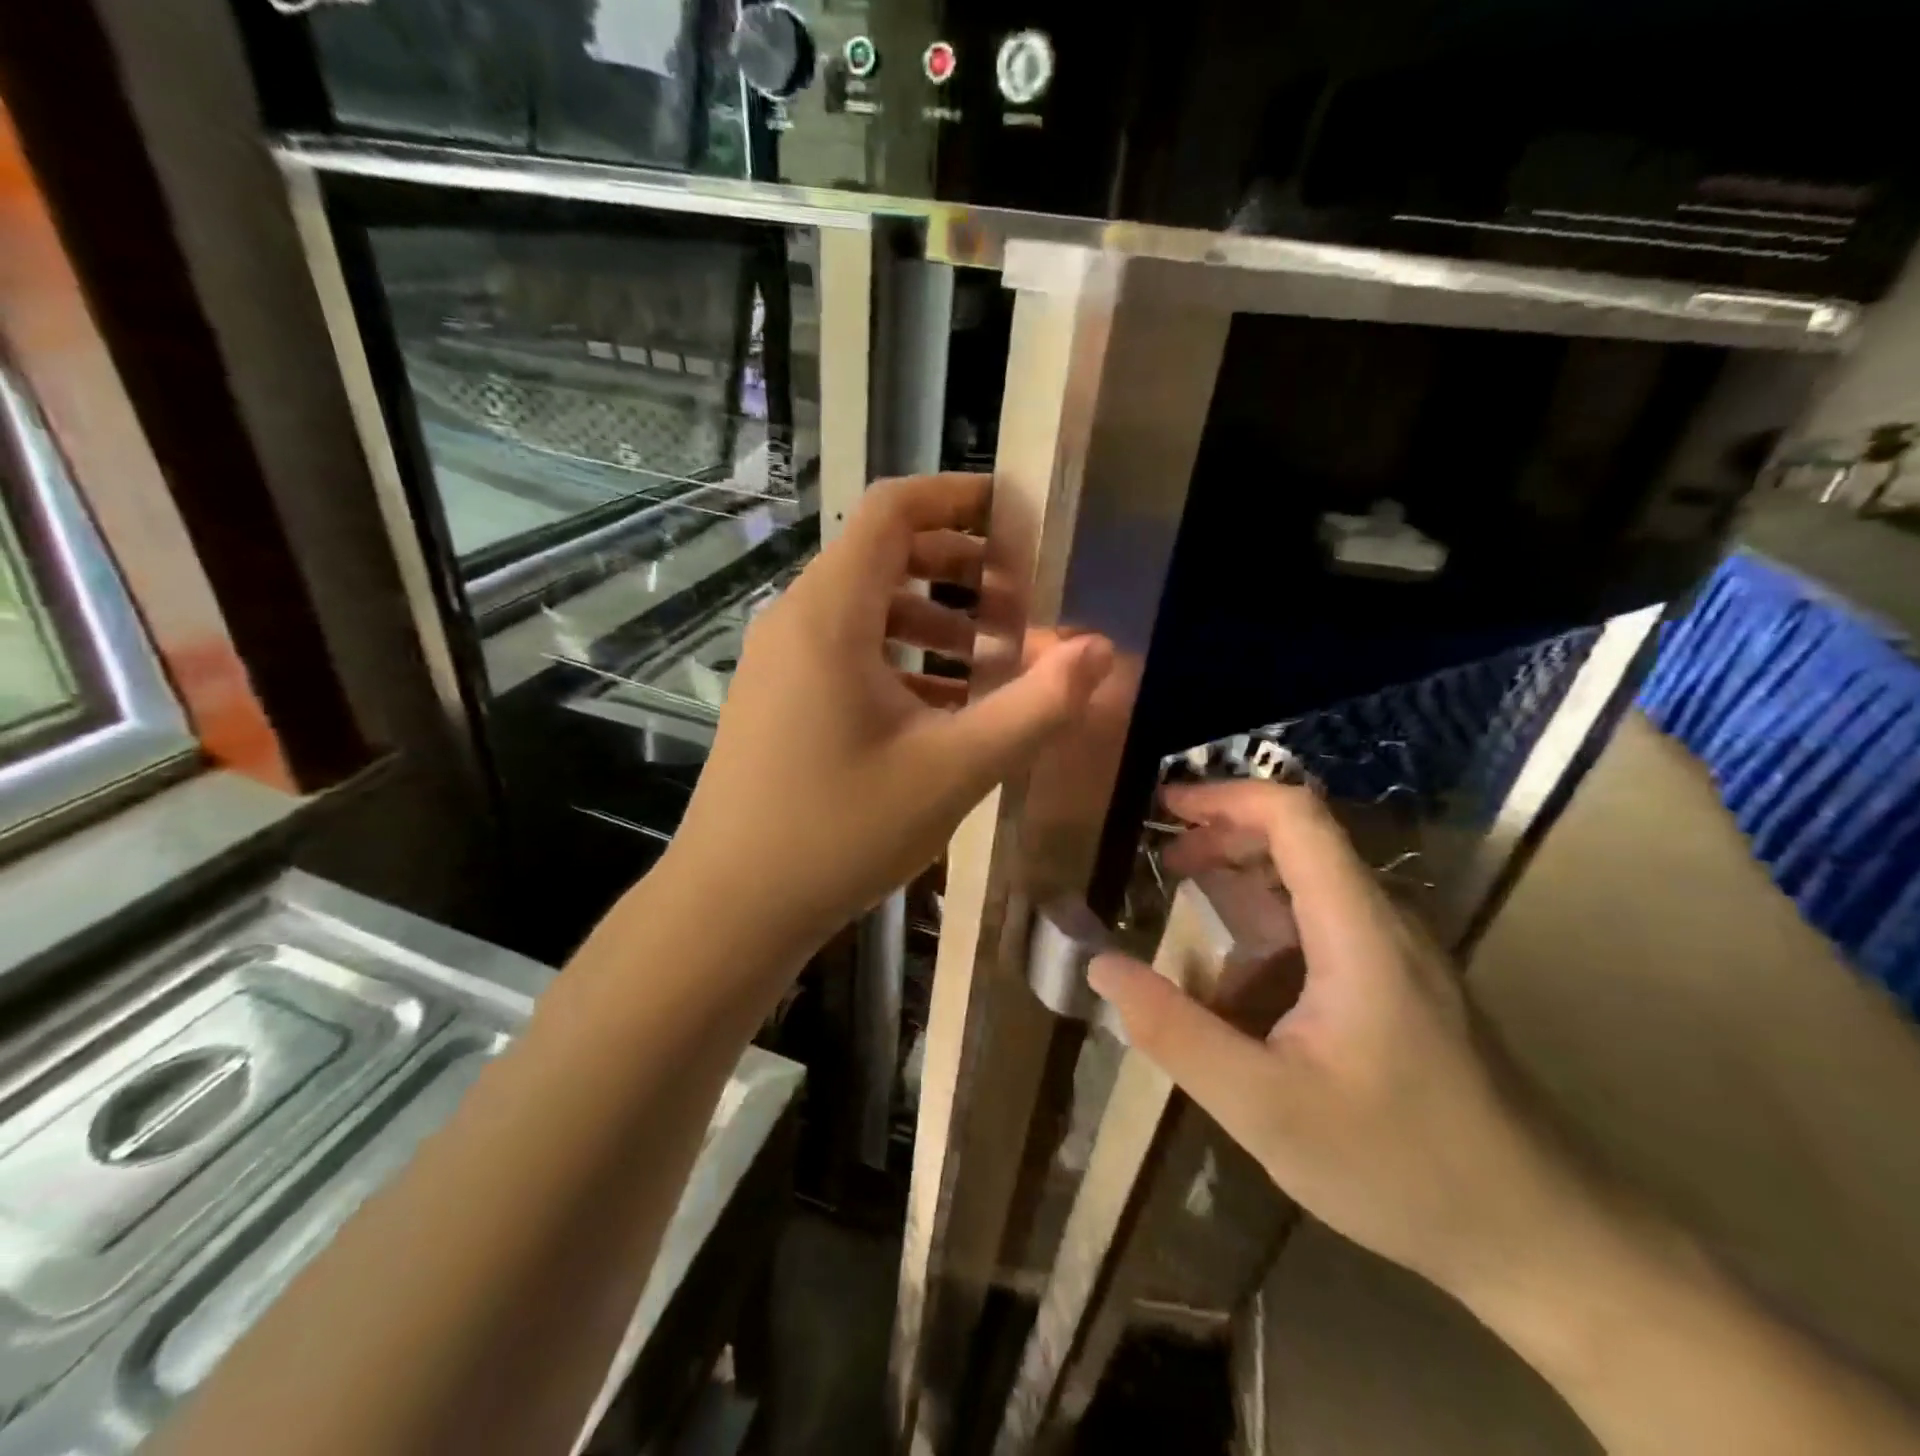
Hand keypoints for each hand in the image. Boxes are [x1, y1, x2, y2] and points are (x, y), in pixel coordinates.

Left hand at [668, 473, 1112, 948]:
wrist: (731, 907)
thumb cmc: (839, 832)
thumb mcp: (952, 771)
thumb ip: (1033, 708)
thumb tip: (1101, 650)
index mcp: (830, 615)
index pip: (891, 511)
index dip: (956, 497)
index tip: (1016, 516)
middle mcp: (796, 621)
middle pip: (881, 556)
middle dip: (958, 567)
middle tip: (1020, 601)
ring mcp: (779, 662)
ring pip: (866, 609)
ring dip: (934, 620)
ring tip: (993, 659)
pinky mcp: (777, 699)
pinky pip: (846, 652)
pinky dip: (899, 659)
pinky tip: (942, 708)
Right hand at [1089, 779, 1578, 1294]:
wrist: (1543, 1239)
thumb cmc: (1402, 1166)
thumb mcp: (1265, 1106)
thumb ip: (1176, 1032)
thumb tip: (1101, 966)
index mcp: (1357, 930)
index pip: (1296, 817)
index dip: (1226, 797)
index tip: (1164, 806)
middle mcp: (1382, 924)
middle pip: (1300, 842)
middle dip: (1224, 840)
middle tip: (1162, 863)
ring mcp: (1397, 956)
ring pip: (1309, 890)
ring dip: (1243, 891)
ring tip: (1186, 924)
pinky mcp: (1401, 988)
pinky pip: (1323, 932)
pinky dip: (1268, 936)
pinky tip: (1237, 992)